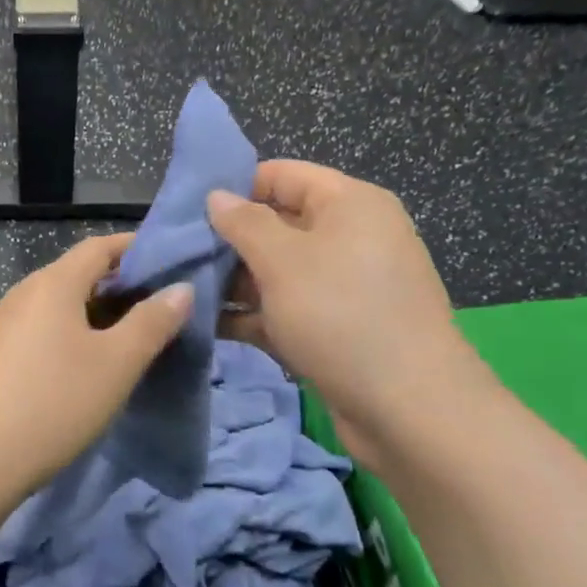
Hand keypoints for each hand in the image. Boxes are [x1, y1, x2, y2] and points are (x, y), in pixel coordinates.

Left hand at [0, 234, 192, 497]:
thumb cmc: (53, 403)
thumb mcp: (115, 364)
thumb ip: (151, 322)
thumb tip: (181, 288)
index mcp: (52, 283)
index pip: (99, 247)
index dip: (136, 248)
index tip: (173, 263)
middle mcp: (24, 294)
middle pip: (78, 274)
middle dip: (121, 285)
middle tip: (163, 308)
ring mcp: (3, 325)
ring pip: (60, 306)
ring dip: (98, 314)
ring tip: (134, 339)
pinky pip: (43, 331)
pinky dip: (73, 336)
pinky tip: (89, 366)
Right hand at [207, 162, 489, 459]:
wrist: (409, 410)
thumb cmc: (342, 315)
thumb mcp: (283, 261)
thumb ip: (244, 223)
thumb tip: (216, 196)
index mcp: (349, 205)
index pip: (282, 176)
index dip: (235, 187)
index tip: (186, 208)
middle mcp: (348, 238)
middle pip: (276, 224)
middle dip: (227, 239)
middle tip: (176, 254)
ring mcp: (342, 287)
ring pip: (275, 271)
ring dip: (231, 280)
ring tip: (181, 290)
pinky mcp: (333, 328)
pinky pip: (283, 309)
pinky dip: (249, 314)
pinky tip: (205, 324)